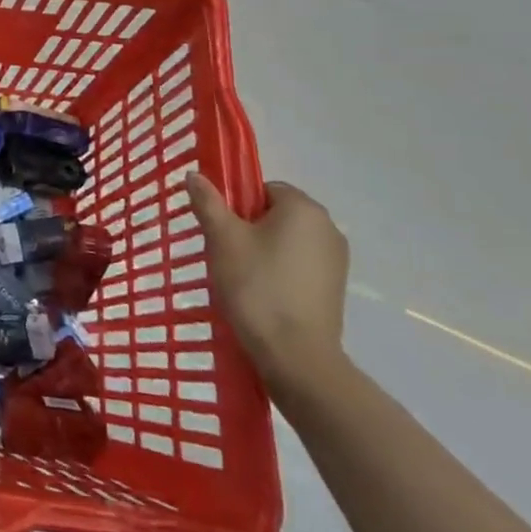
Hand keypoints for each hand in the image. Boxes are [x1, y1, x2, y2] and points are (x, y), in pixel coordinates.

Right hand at [187, 172, 349, 399]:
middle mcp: (328, 228)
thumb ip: (208, 202)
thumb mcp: (222, 238)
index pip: (263, 187)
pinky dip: (278, 271)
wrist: (296, 356)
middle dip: (248, 227)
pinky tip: (262, 294)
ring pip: (286, 240)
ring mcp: (336, 260)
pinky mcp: (334, 288)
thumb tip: (194, 175)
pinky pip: (298, 264)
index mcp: (303, 208)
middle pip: (276, 213)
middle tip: (225, 252)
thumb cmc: (256, 286)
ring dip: (263, 250)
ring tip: (240, 276)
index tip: (221, 229)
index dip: (237, 204)